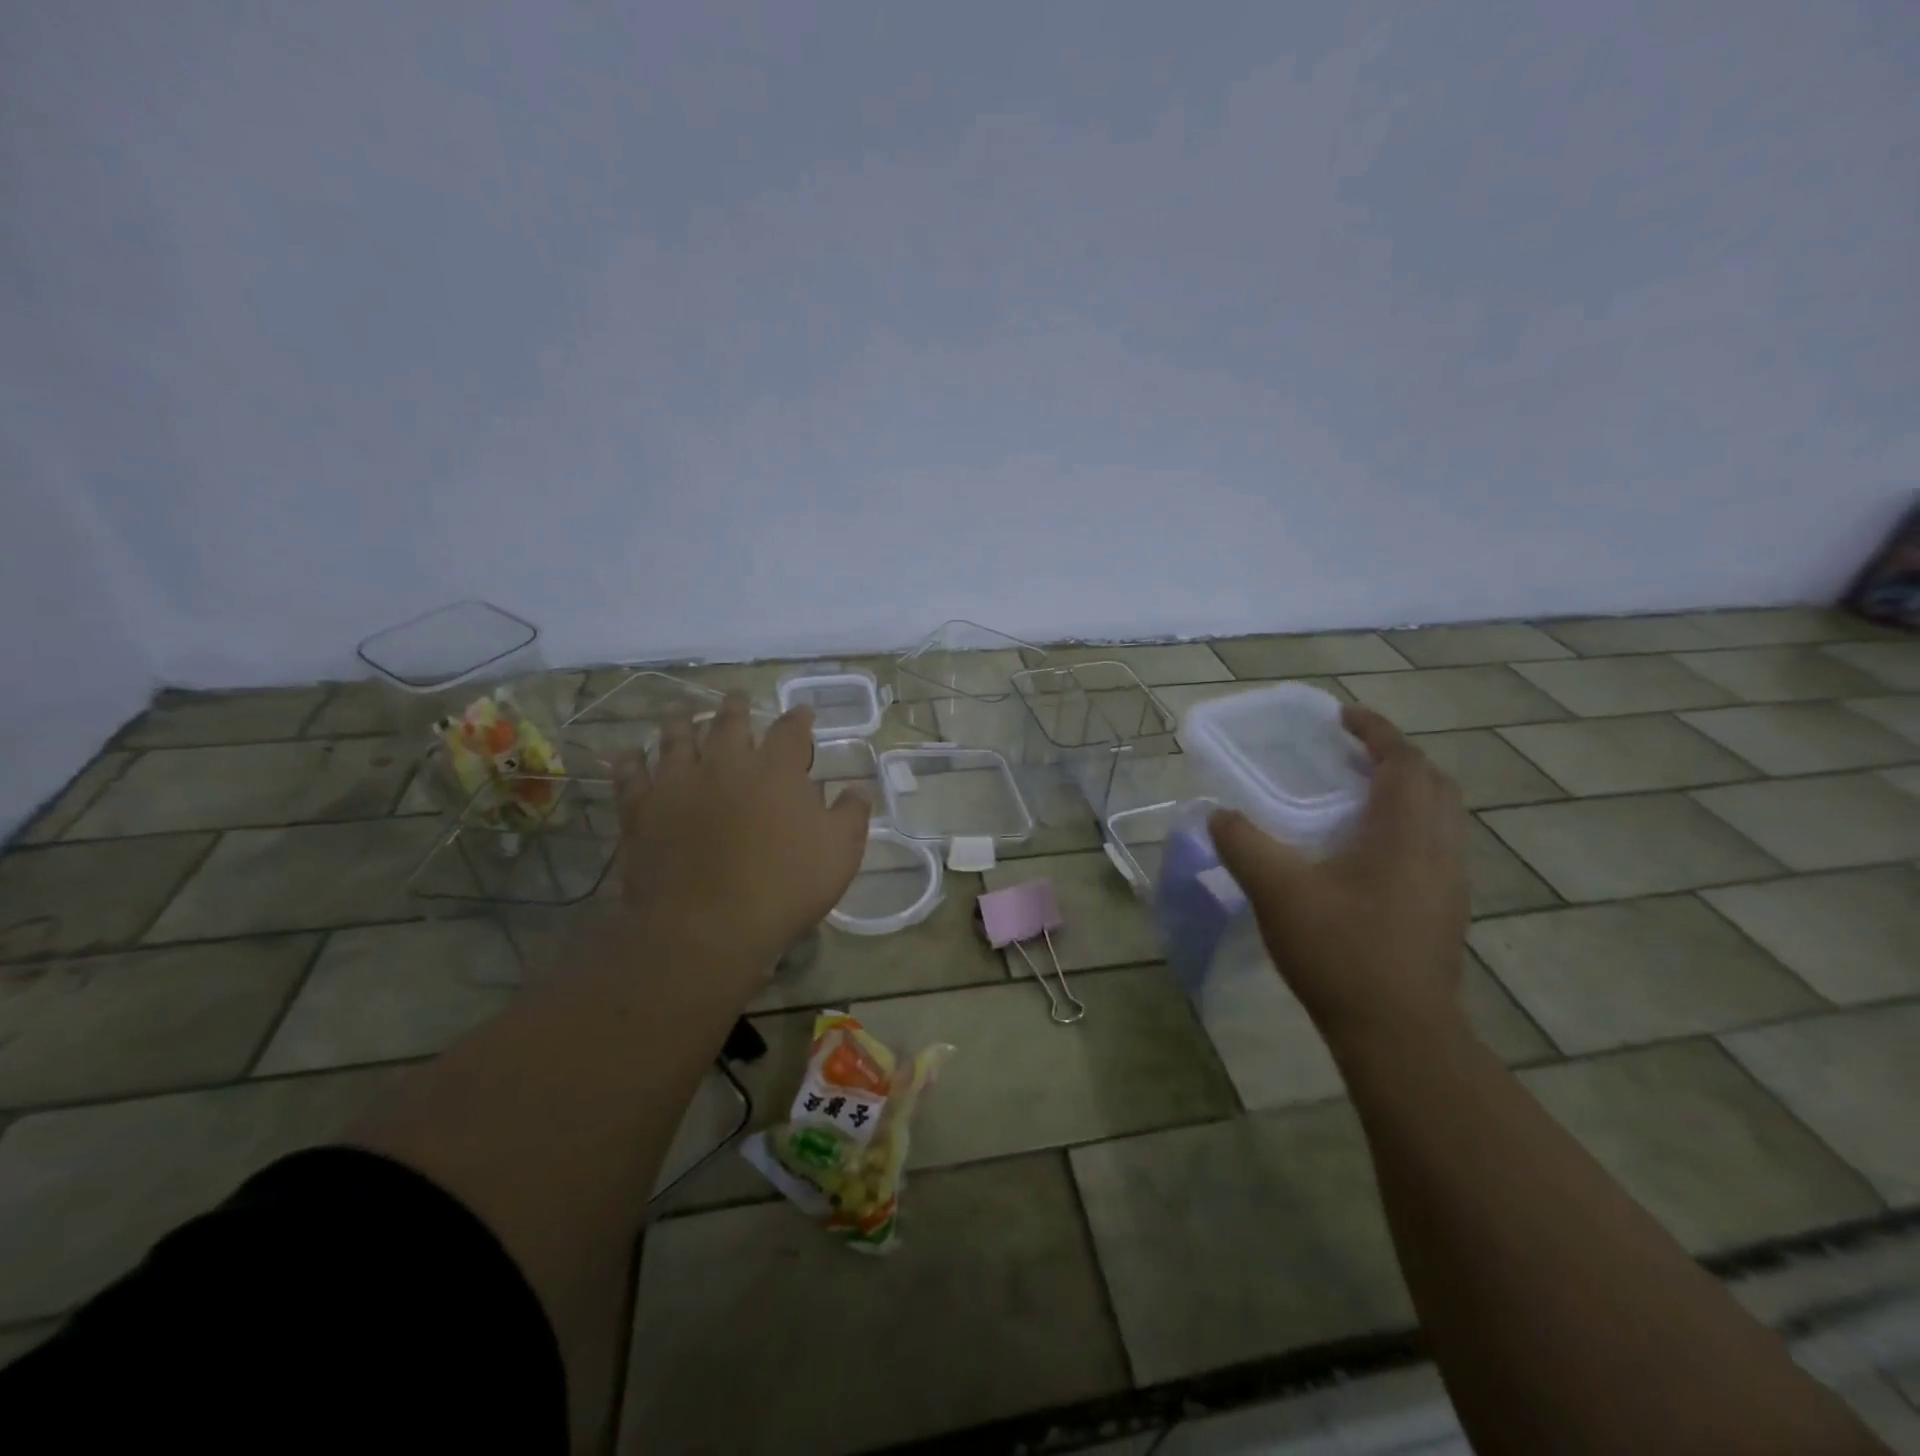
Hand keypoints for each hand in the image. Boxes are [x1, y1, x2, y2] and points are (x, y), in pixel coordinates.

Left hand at [614, 695, 870, 977]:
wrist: (708, 925)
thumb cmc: (784, 886)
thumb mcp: (840, 852)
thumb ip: (850, 814)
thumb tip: (858, 789)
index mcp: (776, 770)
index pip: (791, 731)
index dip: (799, 718)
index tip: (802, 711)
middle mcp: (726, 763)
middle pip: (730, 722)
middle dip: (736, 706)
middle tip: (737, 696)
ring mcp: (679, 783)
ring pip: (676, 738)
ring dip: (680, 720)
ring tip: (680, 710)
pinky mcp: (642, 809)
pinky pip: (631, 775)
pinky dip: (629, 761)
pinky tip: (628, 753)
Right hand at [1209, 704, 1468, 1052]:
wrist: (1399, 1034)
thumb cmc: (1341, 951)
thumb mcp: (1277, 891)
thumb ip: (1243, 843)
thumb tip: (1218, 814)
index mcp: (1405, 832)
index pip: (1403, 760)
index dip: (1376, 730)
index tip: (1343, 715)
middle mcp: (1438, 849)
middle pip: (1432, 783)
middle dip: (1395, 757)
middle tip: (1350, 754)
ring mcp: (1448, 883)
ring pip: (1438, 817)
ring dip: (1404, 792)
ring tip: (1356, 795)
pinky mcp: (1443, 912)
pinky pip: (1433, 846)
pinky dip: (1405, 826)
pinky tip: (1364, 852)